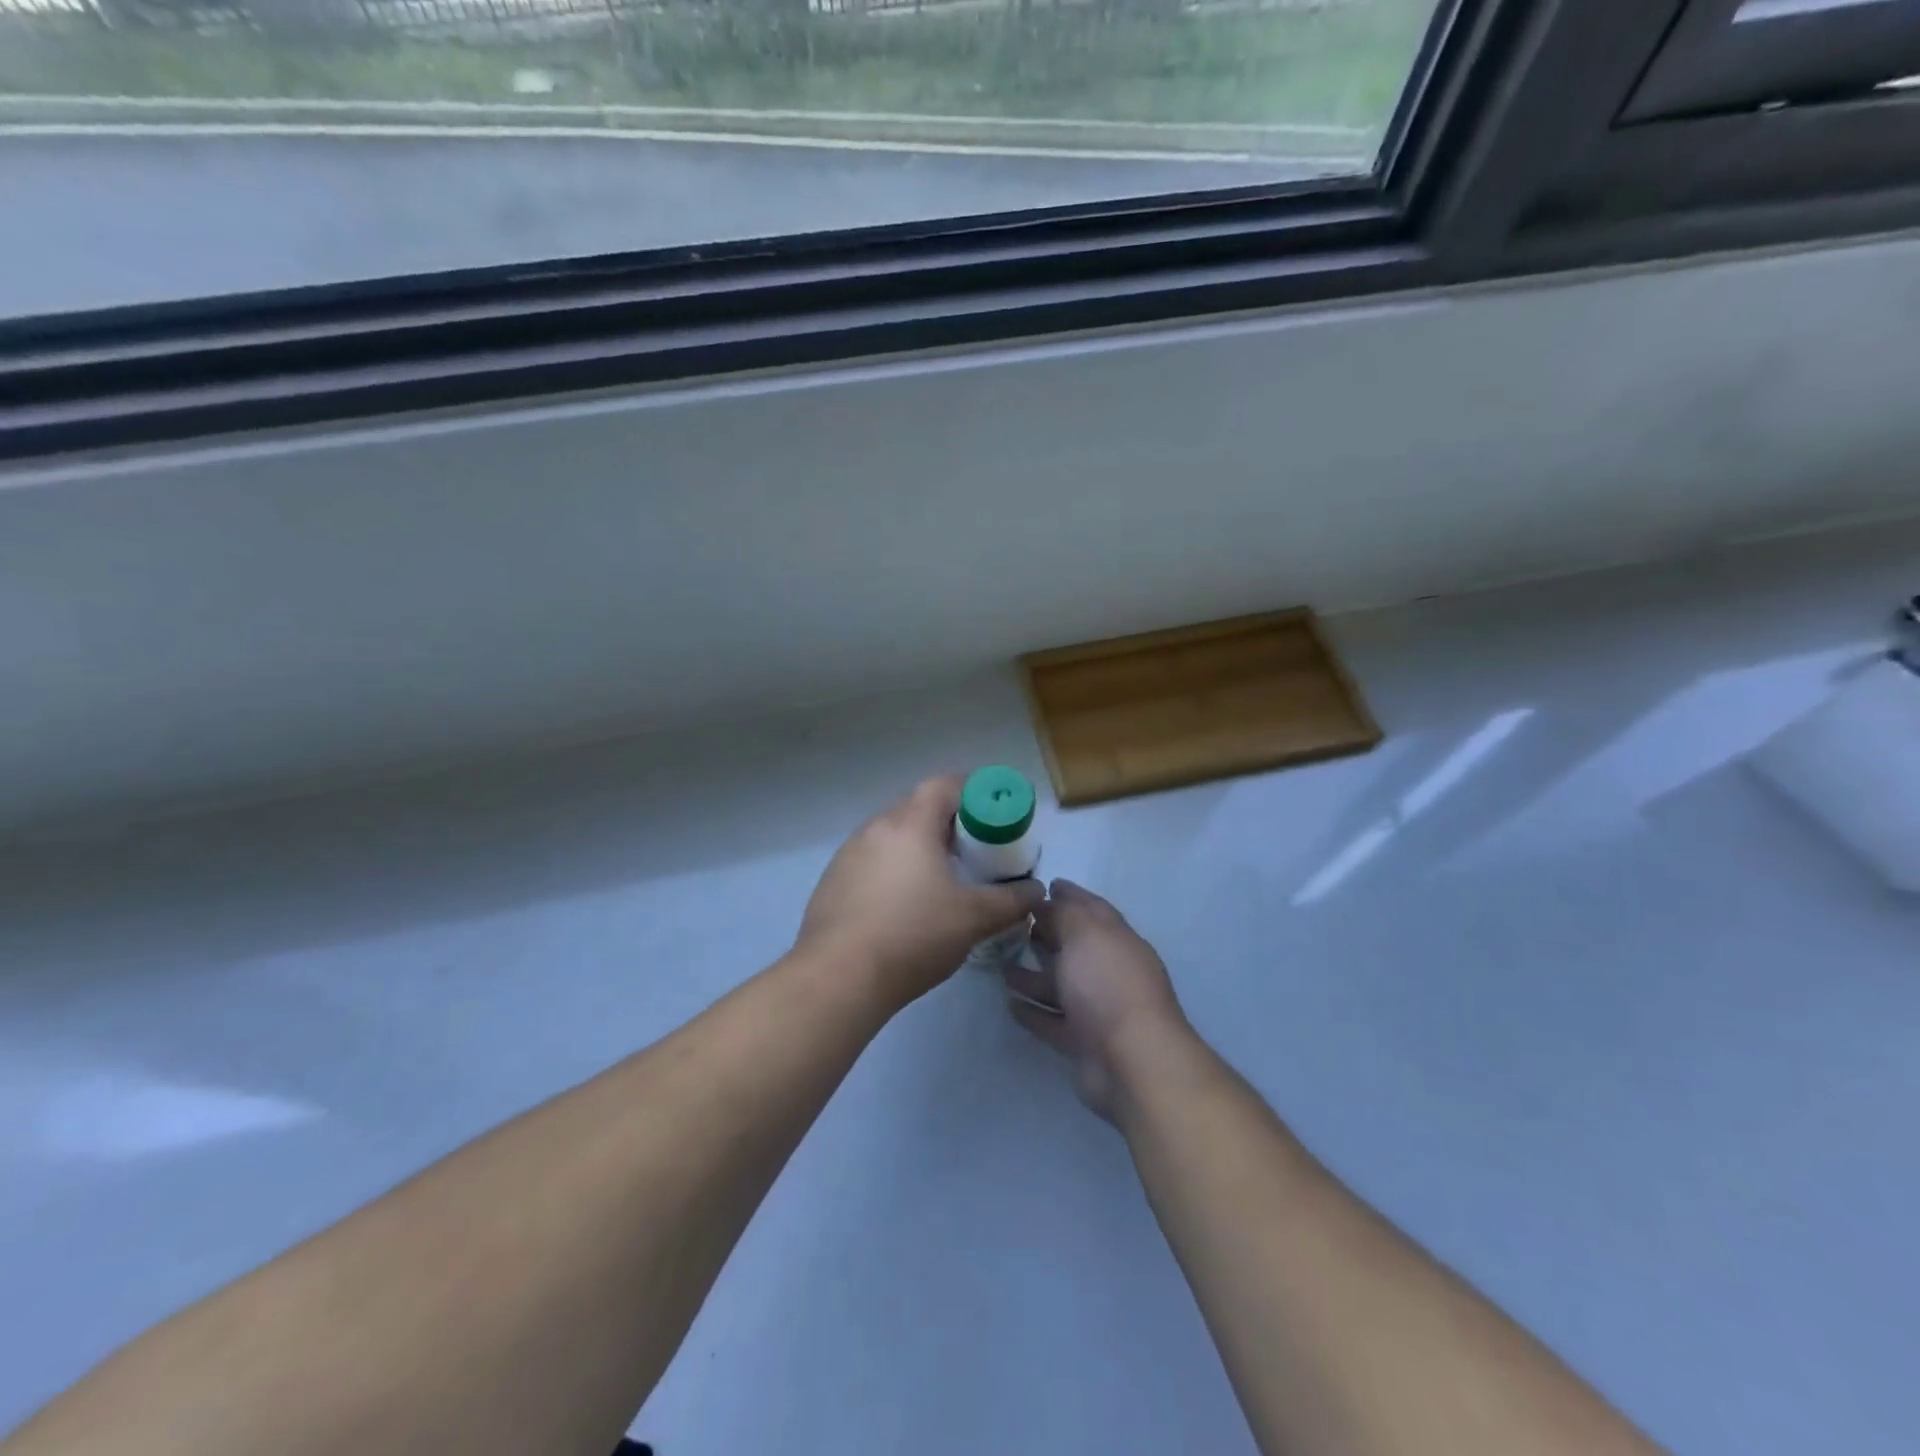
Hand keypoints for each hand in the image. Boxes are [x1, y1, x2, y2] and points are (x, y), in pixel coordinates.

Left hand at [797, 775, 1045, 1012]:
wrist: (839, 978)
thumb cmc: (912, 935)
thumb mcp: (974, 919)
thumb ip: (1011, 900)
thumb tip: (1035, 891)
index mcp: (910, 824)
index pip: (943, 785)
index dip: (971, 791)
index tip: (991, 815)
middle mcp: (875, 828)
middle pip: (916, 809)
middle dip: (947, 824)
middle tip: (971, 852)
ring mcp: (847, 855)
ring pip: (891, 837)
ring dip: (916, 849)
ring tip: (938, 881)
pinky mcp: (831, 882)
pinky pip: (869, 862)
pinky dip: (891, 871)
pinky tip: (901, 907)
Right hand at [1003, 879, 1191, 1122]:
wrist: (1132, 1062)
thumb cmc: (1108, 985)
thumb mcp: (1085, 934)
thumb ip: (1064, 913)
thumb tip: (1048, 900)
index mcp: (1117, 940)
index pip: (1092, 909)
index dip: (1070, 895)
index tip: (1044, 885)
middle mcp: (1109, 971)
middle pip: (1075, 947)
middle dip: (1049, 934)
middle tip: (1014, 925)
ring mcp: (1098, 1009)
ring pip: (1061, 986)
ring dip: (1034, 976)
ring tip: (1002, 966)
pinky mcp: (1083, 1042)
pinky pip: (1053, 1021)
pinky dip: (1033, 1012)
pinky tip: (1009, 1004)